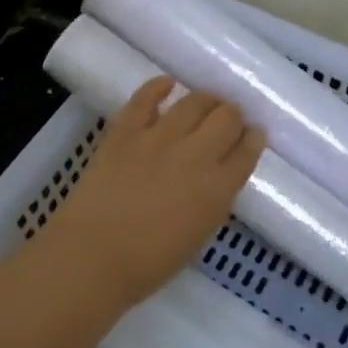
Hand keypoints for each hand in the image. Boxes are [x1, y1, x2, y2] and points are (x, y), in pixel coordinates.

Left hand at [41, 77, 264, 307]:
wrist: (93, 256)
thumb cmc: (148, 263)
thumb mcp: (197, 236)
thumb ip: (211, 201)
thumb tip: (212, 179)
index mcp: (218, 190)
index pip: (247, 152)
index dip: (253, 138)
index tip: (253, 133)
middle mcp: (196, 155)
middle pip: (227, 119)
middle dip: (233, 115)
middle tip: (229, 117)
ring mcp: (159, 138)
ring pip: (194, 102)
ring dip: (206, 99)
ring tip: (206, 101)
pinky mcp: (126, 131)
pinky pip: (146, 98)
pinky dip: (158, 87)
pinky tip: (167, 83)